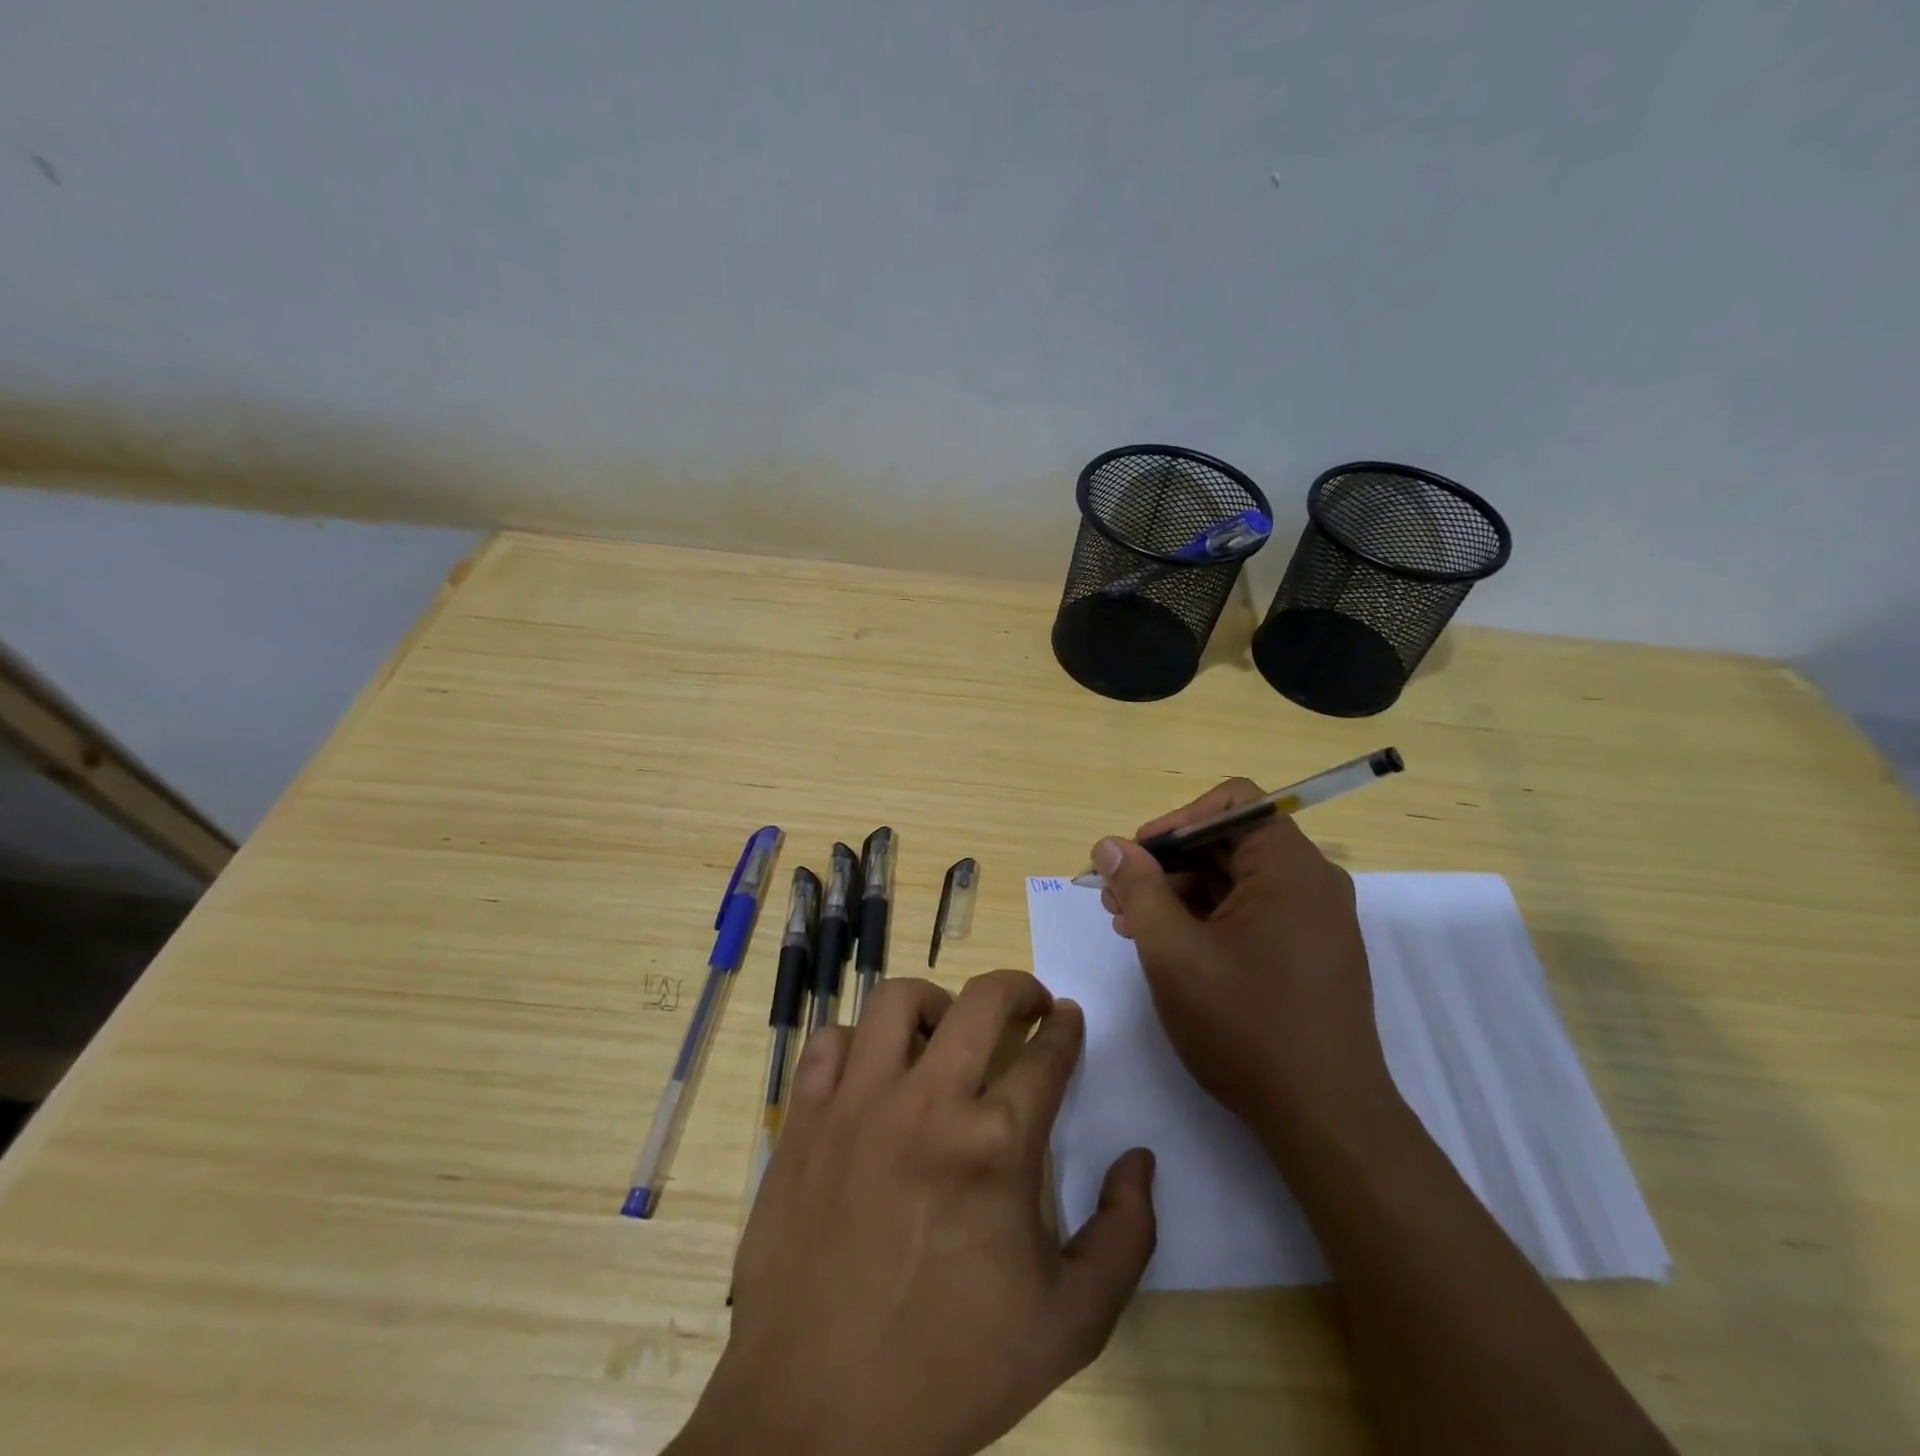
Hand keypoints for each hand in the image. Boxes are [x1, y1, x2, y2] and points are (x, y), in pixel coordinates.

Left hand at [672, 971, 1155, 1455]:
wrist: (814, 1419)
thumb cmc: (948, 1370)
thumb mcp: (1068, 1326)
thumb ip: (1124, 1237)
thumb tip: (1140, 1159)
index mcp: (996, 1146)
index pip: (1047, 1054)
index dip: (1066, 1028)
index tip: (1069, 1019)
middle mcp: (928, 1103)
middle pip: (983, 1000)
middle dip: (1019, 987)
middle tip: (1029, 1003)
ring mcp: (858, 1103)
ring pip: (898, 1000)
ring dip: (935, 1003)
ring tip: (946, 1031)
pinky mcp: (805, 1117)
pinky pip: (832, 1041)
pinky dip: (859, 1041)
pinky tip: (874, 1070)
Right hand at [1093, 779, 1394, 1142]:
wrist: (1326, 1120)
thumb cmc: (1246, 1026)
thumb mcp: (1173, 952)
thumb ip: (1138, 888)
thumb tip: (1110, 844)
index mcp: (1289, 867)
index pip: (1232, 802)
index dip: (1176, 820)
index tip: (1136, 858)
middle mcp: (1310, 882)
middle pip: (1229, 841)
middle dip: (1167, 862)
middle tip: (1116, 896)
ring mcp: (1313, 919)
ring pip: (1235, 879)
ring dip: (1179, 892)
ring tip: (1129, 924)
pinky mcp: (1309, 951)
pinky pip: (1251, 911)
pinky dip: (1206, 918)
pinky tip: (1167, 946)